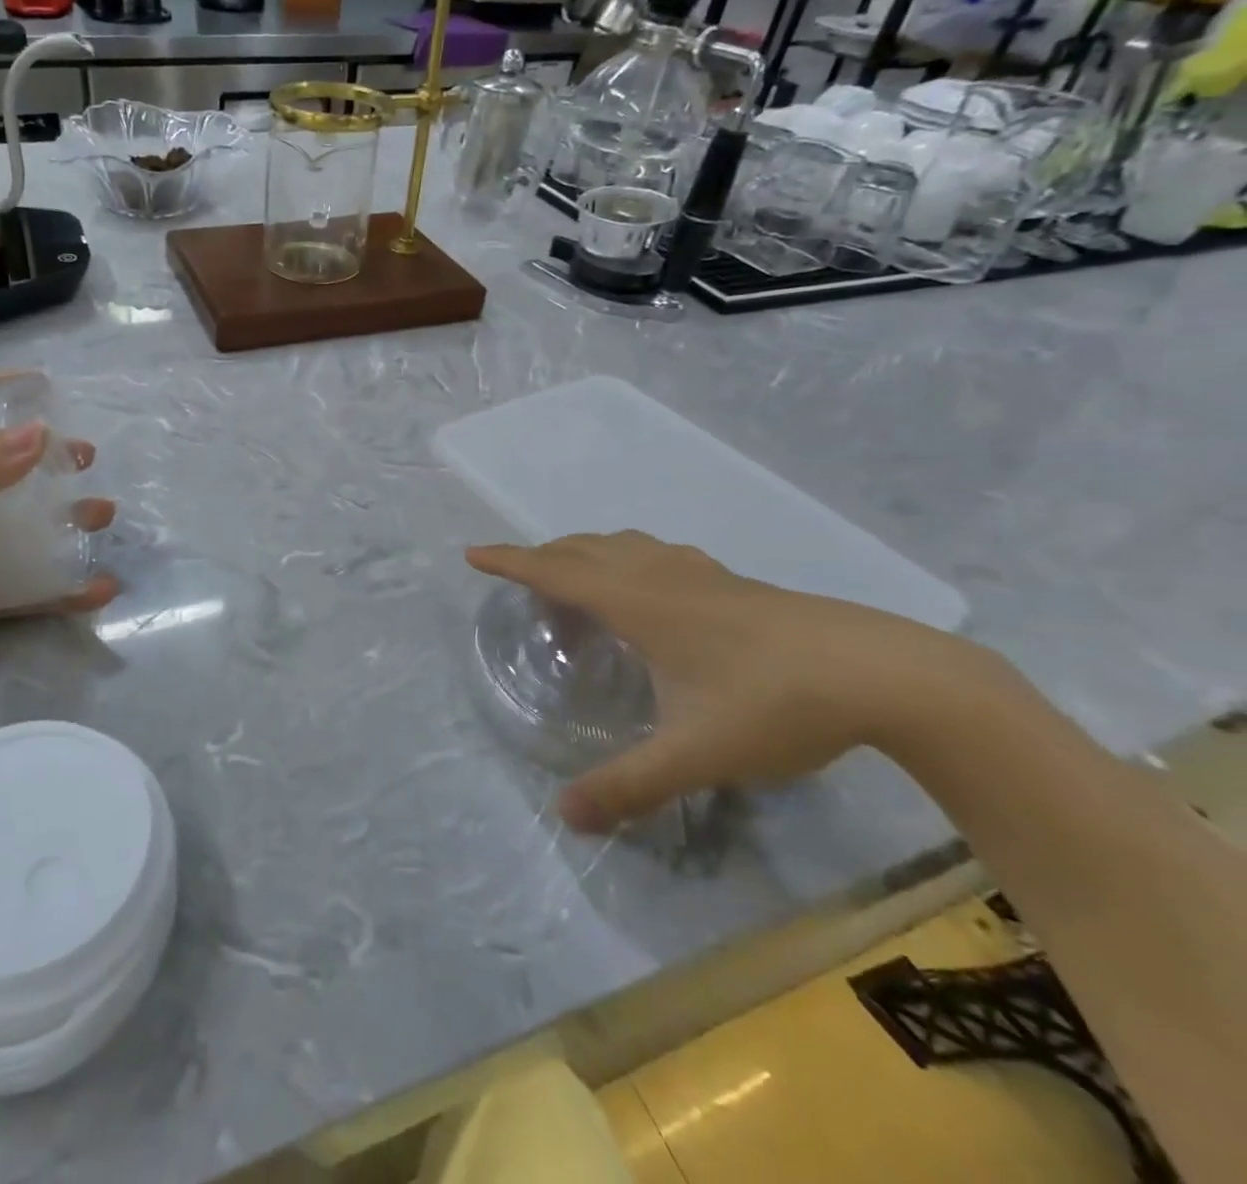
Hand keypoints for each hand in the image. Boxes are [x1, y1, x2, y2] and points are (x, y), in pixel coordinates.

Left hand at [0, 418, 117, 734]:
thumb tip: (40, 433)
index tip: (41, 388)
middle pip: (2, 468)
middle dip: (46, 458)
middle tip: (85, 457)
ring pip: (26, 525)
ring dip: (68, 517)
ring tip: (103, 515)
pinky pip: (35, 584)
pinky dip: (69, 585)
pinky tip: (101, 588)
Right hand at [466, 533, 1009, 832]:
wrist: (888, 674)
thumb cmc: (774, 703)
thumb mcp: (695, 755)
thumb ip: (628, 786)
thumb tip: (565, 817)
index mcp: (638, 602)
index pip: (555, 571)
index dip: (510, 561)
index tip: (472, 553)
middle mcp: (661, 575)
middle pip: (585, 548)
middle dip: (544, 556)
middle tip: (521, 580)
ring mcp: (703, 575)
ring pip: (626, 545)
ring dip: (588, 553)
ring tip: (578, 581)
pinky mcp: (736, 584)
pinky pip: (660, 555)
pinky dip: (631, 560)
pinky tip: (654, 590)